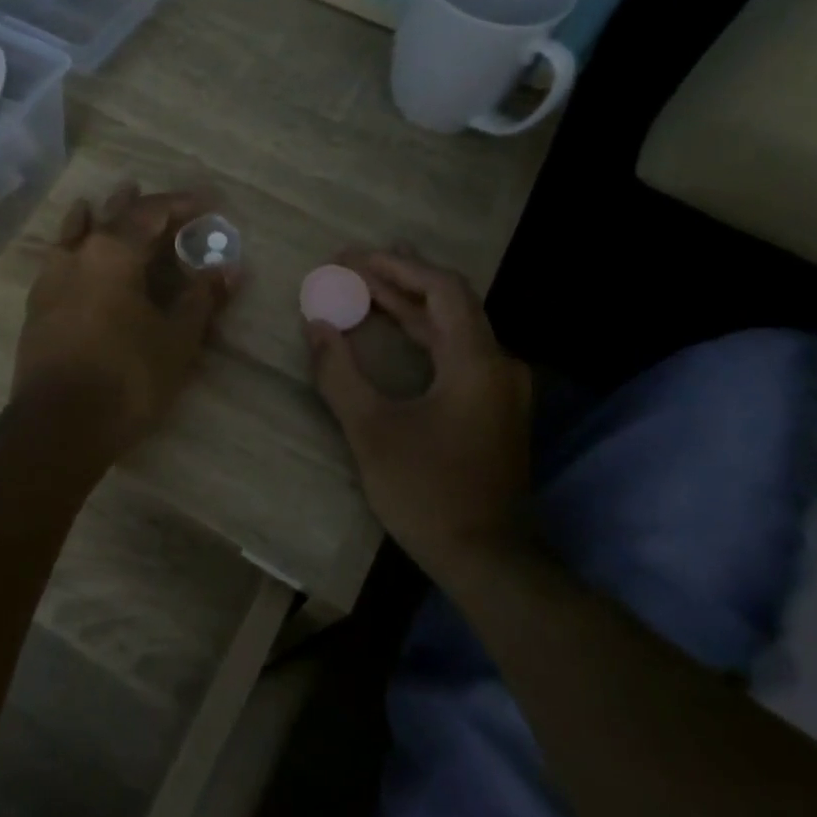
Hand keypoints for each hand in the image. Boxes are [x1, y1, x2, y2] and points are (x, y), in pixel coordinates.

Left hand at [14, 184, 236, 457]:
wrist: (57, 425)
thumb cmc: (126, 378)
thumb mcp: (176, 340)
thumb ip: (200, 300)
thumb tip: (226, 270)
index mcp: (113, 253)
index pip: (151, 213)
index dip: (182, 204)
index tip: (208, 202)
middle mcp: (77, 255)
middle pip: (109, 215)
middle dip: (135, 204)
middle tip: (152, 195)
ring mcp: (50, 279)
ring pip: (73, 233)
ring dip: (93, 217)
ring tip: (98, 203)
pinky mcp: (36, 306)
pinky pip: (56, 260)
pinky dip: (70, 246)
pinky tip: (69, 252)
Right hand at [306, 248, 533, 578]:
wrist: (487, 558)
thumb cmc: (427, 492)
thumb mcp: (371, 431)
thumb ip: (339, 373)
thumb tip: (316, 325)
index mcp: (476, 361)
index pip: (442, 289)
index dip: (397, 268)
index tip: (355, 258)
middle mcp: (498, 364)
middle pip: (450, 302)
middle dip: (401, 279)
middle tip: (355, 262)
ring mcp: (500, 387)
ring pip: (454, 327)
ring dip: (411, 306)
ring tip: (368, 285)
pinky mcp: (493, 406)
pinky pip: (457, 352)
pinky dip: (423, 335)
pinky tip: (396, 332)